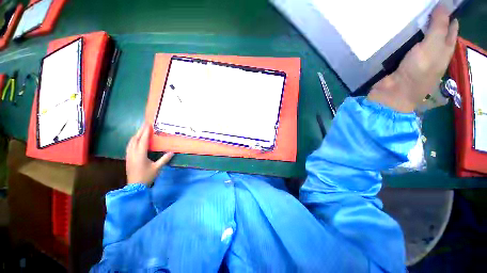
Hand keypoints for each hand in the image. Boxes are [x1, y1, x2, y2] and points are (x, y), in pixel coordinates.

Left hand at [125, 123, 173, 184]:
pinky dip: (133, 141)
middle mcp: (133, 153)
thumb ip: (164, 159)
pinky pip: (129, 146)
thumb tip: (172, 152)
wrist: (135, 187)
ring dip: (136, 135)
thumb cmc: (147, 176)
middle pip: (135, 140)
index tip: (148, 125)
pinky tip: (136, 141)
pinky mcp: (128, 158)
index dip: (145, 132)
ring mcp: (129, 156)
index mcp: (140, 155)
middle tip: (144, 125)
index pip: (143, 141)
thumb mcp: (157, 168)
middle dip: (140, 131)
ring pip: (130, 142)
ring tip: (141, 131)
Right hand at [368, 5, 458, 112]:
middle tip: (424, 6)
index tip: (439, 4)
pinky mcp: (400, 58)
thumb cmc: (418, 71)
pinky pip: (405, 42)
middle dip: (432, 18)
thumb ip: (439, 26)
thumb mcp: (433, 46)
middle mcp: (432, 50)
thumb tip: (443, 4)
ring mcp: (416, 54)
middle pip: (435, 30)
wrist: (395, 91)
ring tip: (411, 12)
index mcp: (444, 48)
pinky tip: (399, 28)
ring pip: (419, 35)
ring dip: (416, 26)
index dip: (447, 15)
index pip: (450, 27)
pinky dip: (404, 35)